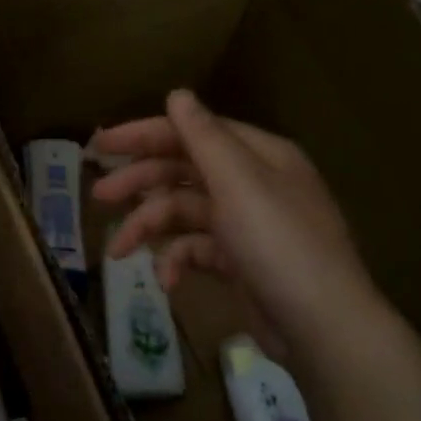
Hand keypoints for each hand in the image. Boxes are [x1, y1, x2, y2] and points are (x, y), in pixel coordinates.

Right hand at [90, 91, 377, 348]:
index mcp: (258, 156)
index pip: (192, 132)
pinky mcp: (238, 263)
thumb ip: (204, 138)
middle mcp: (252, 184)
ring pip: (184, 214)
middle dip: (140, 184)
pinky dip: (177, 262)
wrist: (321, 326)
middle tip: (99, 196)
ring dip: (150, 229)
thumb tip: (177, 94)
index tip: (100, 145)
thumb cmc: (279, 245)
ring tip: (118, 251)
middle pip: (183, 171)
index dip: (144, 135)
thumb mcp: (239, 184)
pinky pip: (196, 250)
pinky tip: (167, 282)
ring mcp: (245, 225)